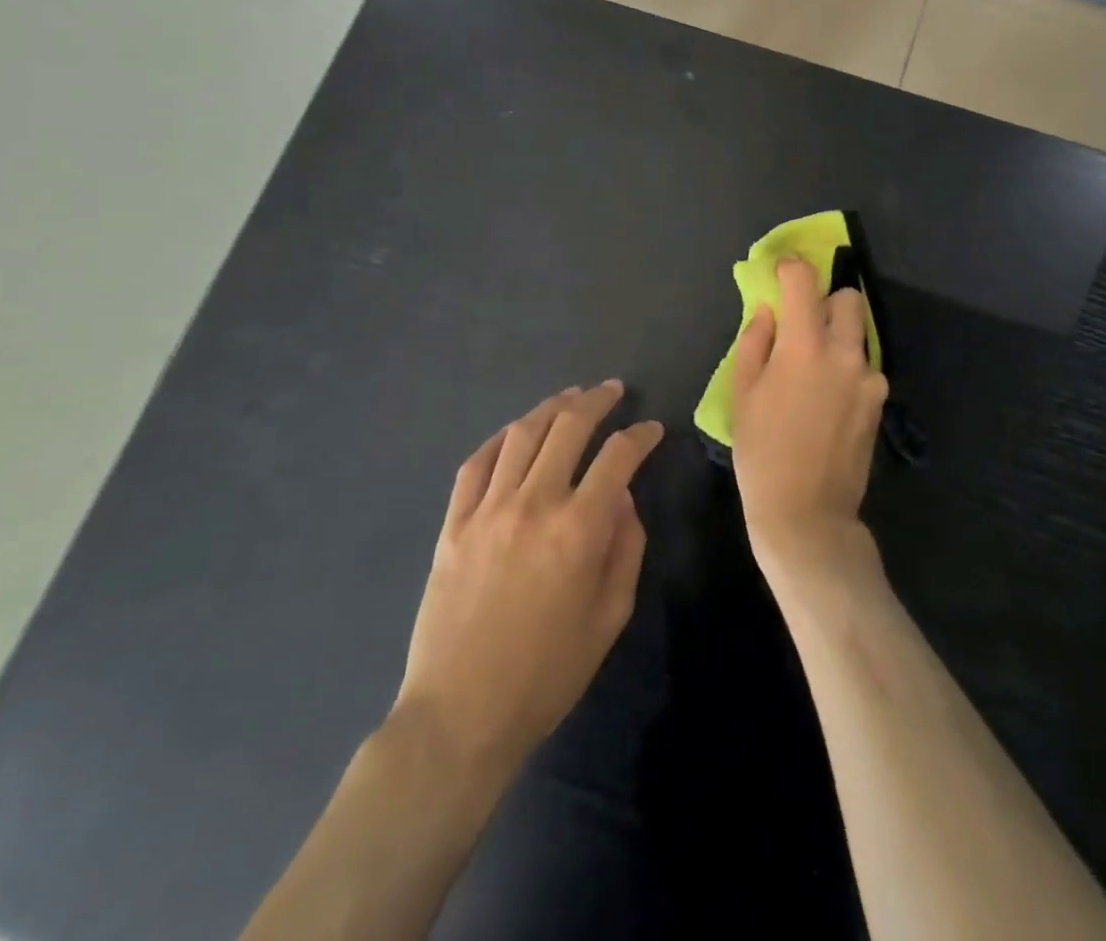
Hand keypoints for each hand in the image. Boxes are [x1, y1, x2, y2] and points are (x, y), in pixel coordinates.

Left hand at [392, 381, 661, 782]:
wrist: (460, 715)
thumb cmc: (547, 673)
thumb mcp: (610, 617)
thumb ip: (625, 548)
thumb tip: (622, 497)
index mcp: (579, 528)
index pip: (618, 457)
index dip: (640, 435)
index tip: (652, 429)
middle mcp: (534, 503)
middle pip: (568, 428)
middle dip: (597, 401)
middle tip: (613, 390)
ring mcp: (487, 509)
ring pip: (522, 434)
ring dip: (551, 408)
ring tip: (570, 397)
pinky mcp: (453, 523)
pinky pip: (476, 463)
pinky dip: (500, 439)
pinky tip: (515, 432)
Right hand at [730, 259, 888, 586]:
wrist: (807, 512)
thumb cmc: (762, 452)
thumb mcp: (743, 394)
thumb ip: (755, 343)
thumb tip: (768, 312)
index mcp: (804, 346)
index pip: (804, 282)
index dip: (791, 268)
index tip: (781, 271)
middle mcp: (844, 352)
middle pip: (848, 298)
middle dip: (825, 301)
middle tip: (803, 324)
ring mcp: (869, 377)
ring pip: (859, 333)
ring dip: (838, 336)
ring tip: (814, 369)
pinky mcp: (879, 401)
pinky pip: (864, 366)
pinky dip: (848, 366)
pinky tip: (829, 398)